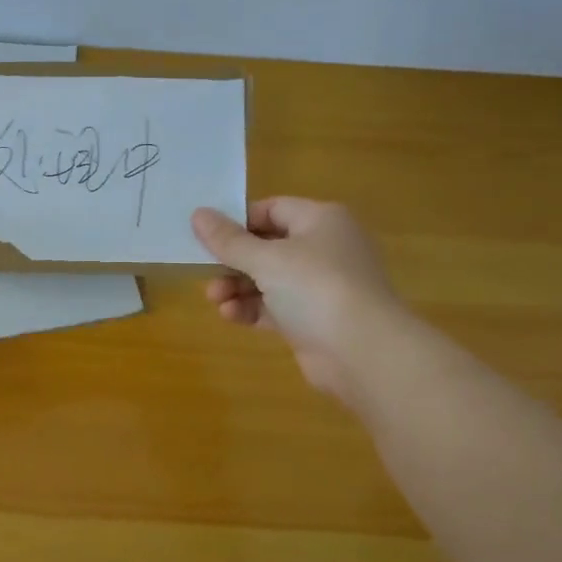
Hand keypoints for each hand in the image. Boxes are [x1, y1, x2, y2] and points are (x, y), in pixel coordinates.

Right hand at [192, 198, 399, 400]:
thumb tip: (198, 214)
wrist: (363, 352)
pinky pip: (276, 306)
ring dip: (238, 287)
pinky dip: (253, 309)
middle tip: (205, 272)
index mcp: (321, 220)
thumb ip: (228, 240)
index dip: (238, 221)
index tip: (208, 237)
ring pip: (269, 279)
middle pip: (268, 246)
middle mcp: (324, 248)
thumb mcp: (266, 259)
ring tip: (215, 299)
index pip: (272, 208)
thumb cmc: (316, 288)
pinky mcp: (314, 319)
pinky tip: (231, 316)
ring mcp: (321, 286)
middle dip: (233, 261)